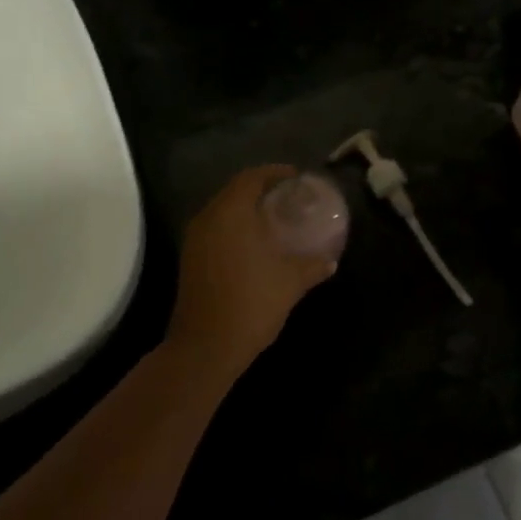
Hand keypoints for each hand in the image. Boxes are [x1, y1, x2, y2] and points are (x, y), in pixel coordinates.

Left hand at [165, 166, 336, 378]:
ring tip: (274, 218)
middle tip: (288, 197)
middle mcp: (208, 218)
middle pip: (234, 191)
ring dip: (246, 209)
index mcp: (231, 213)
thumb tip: (330, 260)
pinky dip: (234, 227)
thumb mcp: (290, 282)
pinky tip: (255, 243)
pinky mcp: (190, 259)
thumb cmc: (251, 303)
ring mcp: (194, 239)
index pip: (251, 178)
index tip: (295, 177)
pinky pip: (215, 229)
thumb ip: (312, 265)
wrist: (206, 346)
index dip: (274, 173)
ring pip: (222, 211)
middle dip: (261, 189)